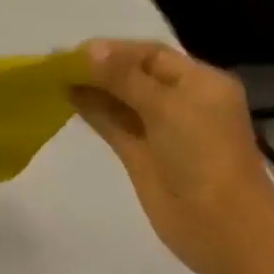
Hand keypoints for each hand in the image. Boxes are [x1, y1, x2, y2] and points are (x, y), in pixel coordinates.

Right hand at [70, 39, 273, 273]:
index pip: (151, 55)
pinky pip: (114, 124)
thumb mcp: (167, 106)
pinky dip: (93, 111)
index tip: (73, 51)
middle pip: (134, 75)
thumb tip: (89, 49)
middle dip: (99, 67)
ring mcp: (160, 129)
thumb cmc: (202, 155)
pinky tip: (68, 99)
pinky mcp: (141, 154)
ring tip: (55, 78)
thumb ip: (124, 78)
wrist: (218, 224)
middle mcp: (181, 101)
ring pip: (121, 100)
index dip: (113, 50)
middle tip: (56, 63)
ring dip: (92, 88)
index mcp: (200, 82)